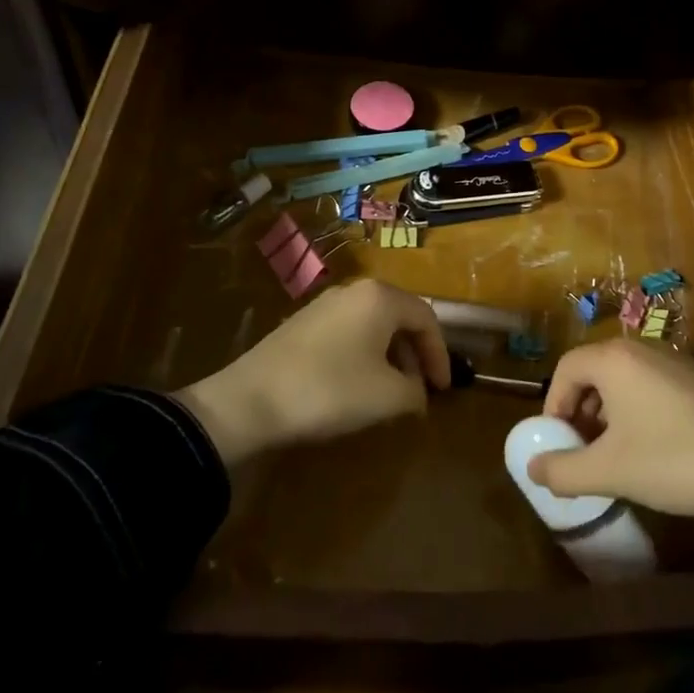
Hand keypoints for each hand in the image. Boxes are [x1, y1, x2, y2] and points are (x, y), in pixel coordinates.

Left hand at [174, 280, 450, 465]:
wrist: (249, 401)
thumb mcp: (386, 397)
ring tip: (391, 392)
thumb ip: (415, 392)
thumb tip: (418, 393)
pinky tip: (356, 386)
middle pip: (400, 318)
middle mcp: (355, 291)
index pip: (427, 318)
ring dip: (390, 357)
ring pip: (374, 325)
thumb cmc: (330, 390)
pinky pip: (349, 332)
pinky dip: (365, 355)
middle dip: (415, 355)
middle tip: (420, 390)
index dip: (441, 355)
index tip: (443, 390)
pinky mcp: (303, 323)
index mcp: (381, 297)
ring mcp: (326, 304)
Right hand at [528, 339, 693, 605]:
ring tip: (616, 450)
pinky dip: (642, 407)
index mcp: (616, 359)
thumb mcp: (609, 472)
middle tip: (582, 446)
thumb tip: (532, 469)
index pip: (567, 367)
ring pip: (628, 377)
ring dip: (611, 408)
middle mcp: (644, 348)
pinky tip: (657, 446)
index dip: (554, 404)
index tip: (558, 442)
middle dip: (581, 407)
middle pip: (597, 368)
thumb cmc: (672, 462)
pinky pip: (657, 383)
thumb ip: (563, 471)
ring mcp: (679, 359)